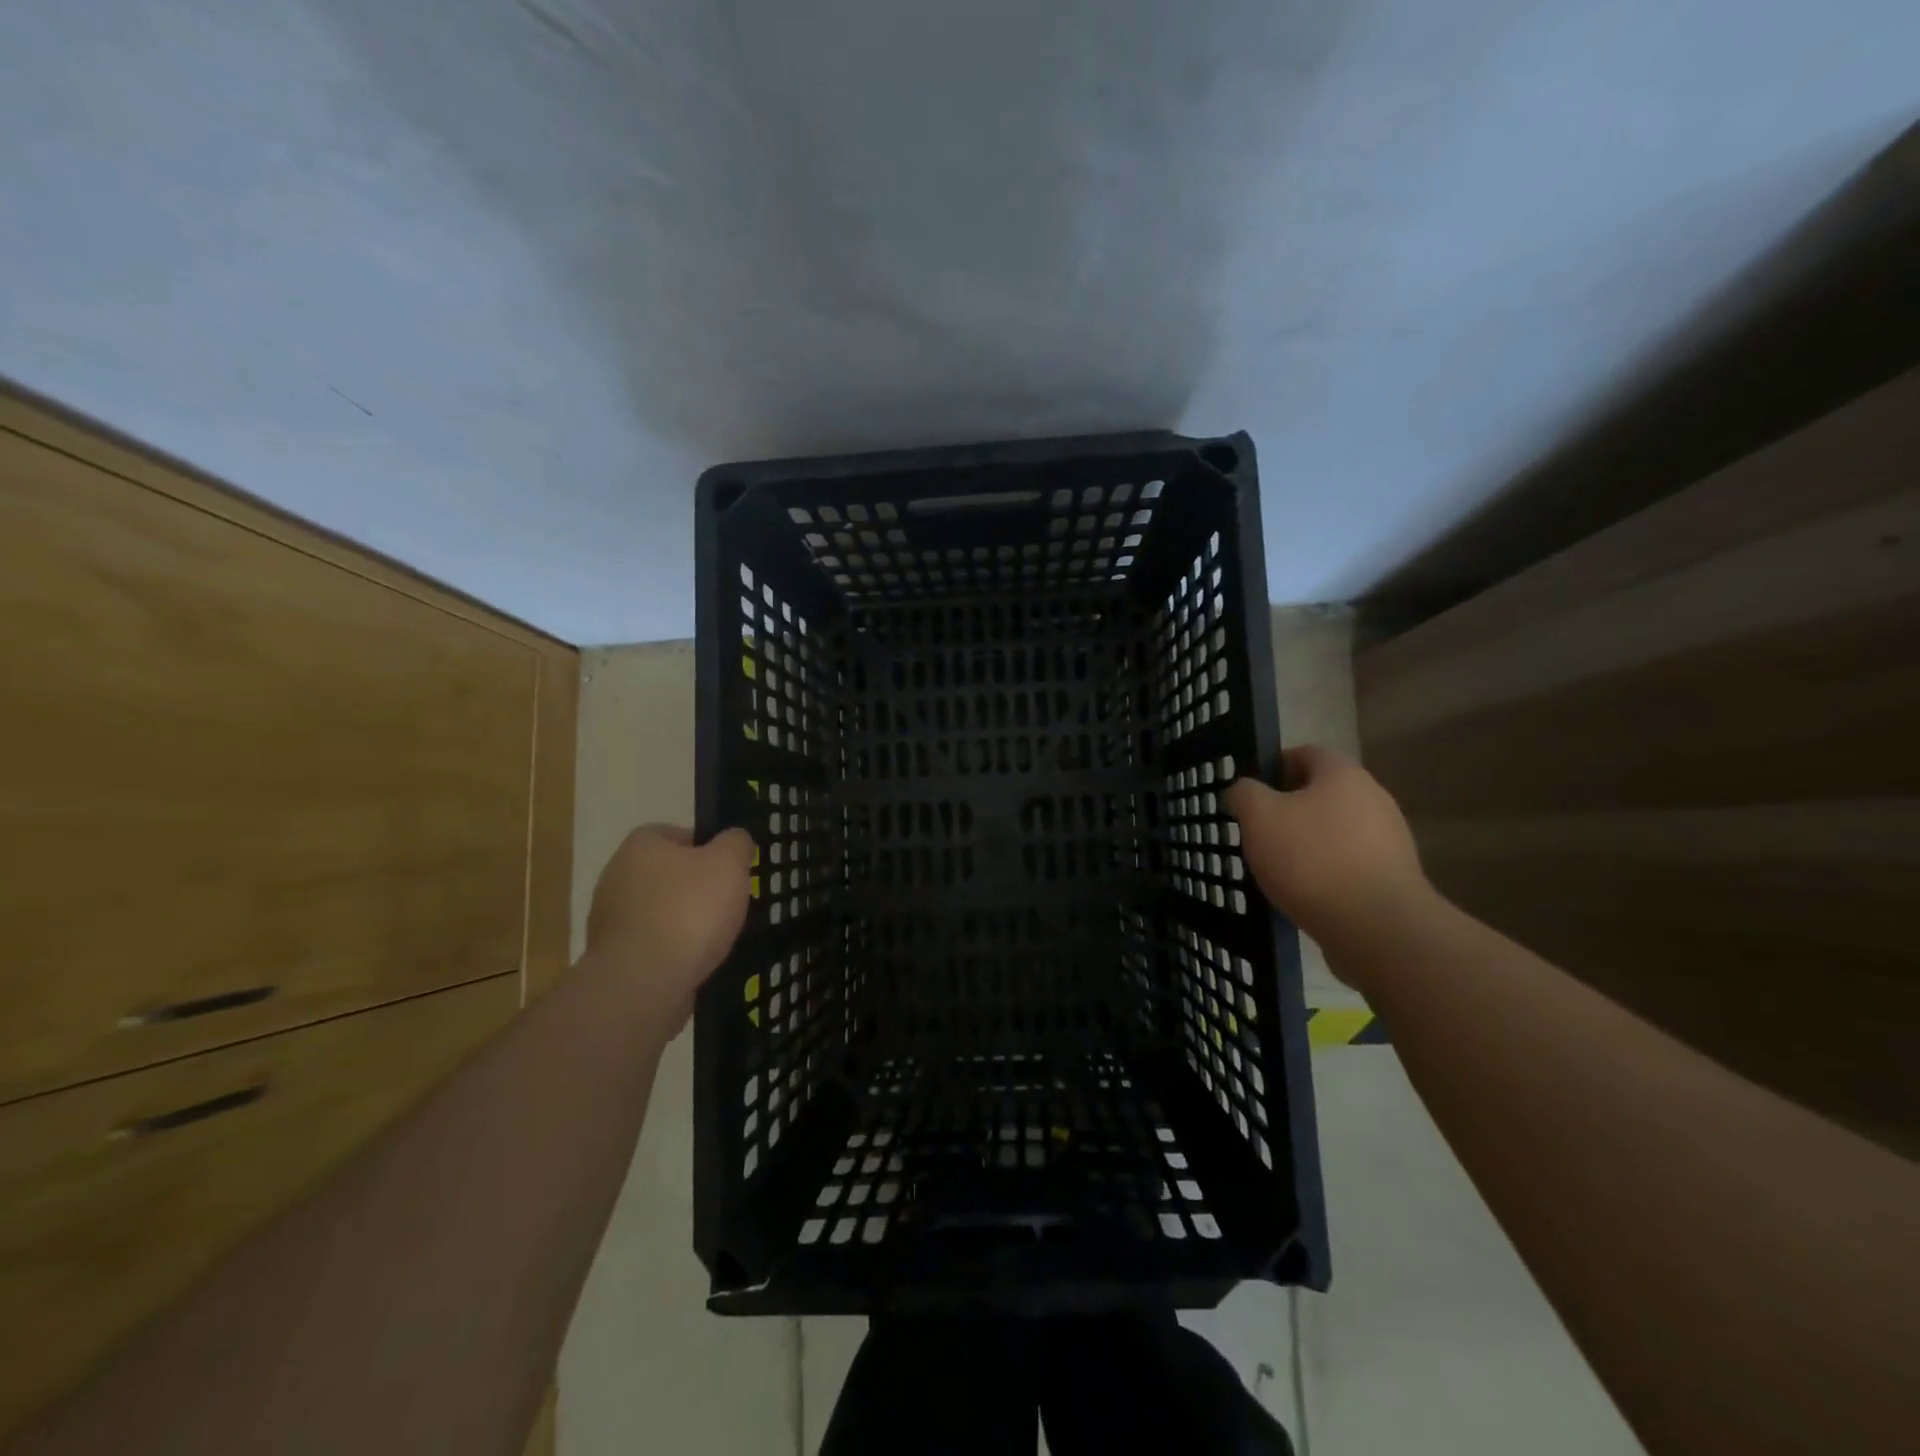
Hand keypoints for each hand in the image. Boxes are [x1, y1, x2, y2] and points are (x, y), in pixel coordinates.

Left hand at [586, 826, 754, 1016]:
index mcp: (641, 845)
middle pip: (667, 875)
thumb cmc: (689, 910)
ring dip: (682, 921)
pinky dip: (671, 950)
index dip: (707, 849)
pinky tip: (692, 962)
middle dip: (695, 888)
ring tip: (712, 938)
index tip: (728, 870)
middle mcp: (616, 875)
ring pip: (658, 911)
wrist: (644, 981)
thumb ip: (736, 843)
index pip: (677, 834)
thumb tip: (734, 839)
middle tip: (725, 904)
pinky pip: (650, 944)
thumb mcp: (729, 862)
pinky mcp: (611, 956)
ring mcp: (608, 918)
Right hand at [1223, 746, 1429, 956]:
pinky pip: (1349, 863)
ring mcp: (1389, 839)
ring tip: (1278, 867)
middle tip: (1258, 831)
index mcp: (1342, 774)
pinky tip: (1304, 892)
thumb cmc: (1311, 858)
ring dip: (1307, 842)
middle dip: (1289, 808)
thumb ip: (1245, 794)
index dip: (1274, 767)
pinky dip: (1325, 871)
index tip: (1251, 792)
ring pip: (1335, 830)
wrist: (1376, 926)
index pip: (1306, 753)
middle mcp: (1373, 798)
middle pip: (1322, 793)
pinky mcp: (1392, 877)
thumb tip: (1244, 790)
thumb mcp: (1259, 817)